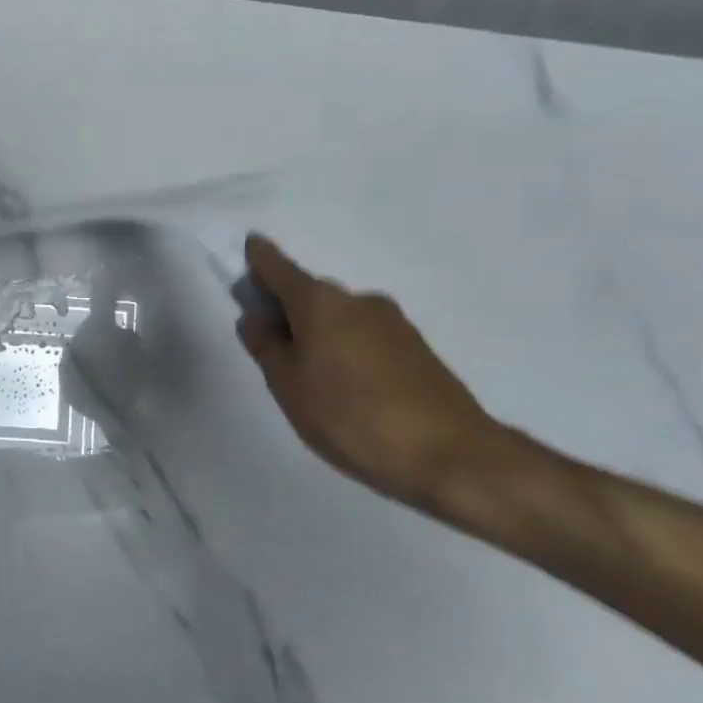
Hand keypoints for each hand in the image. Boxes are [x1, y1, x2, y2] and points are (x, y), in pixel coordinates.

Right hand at [236, 234, 497, 509]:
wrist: (452, 456)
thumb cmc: (351, 416)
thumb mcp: (290, 386)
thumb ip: (267, 347)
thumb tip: (256, 317)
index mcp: (320, 302)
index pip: (279, 267)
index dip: (260, 258)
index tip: (250, 247)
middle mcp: (357, 300)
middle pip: (310, 294)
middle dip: (286, 308)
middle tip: (268, 340)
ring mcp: (392, 323)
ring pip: (339, 318)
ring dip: (318, 332)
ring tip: (307, 374)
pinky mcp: (417, 350)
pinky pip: (365, 337)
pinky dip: (346, 349)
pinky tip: (345, 386)